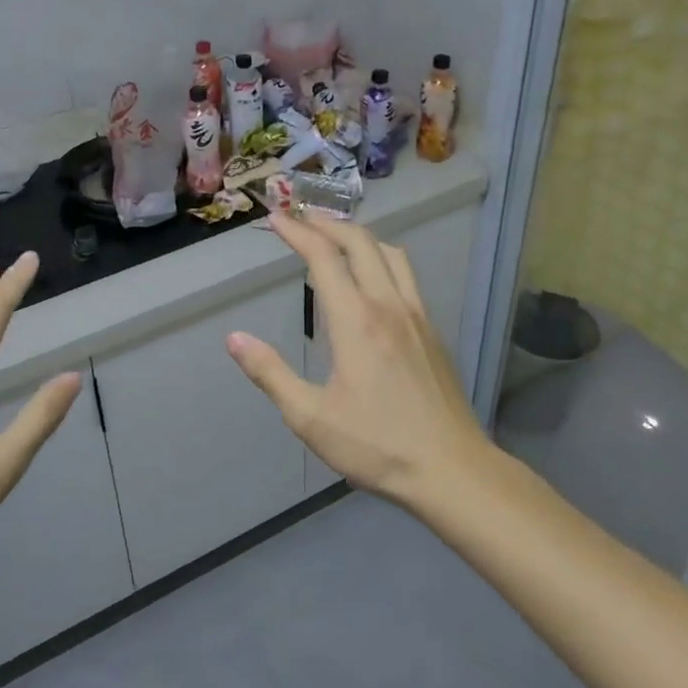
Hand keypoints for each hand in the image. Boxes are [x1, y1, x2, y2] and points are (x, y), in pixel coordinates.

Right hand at [225, 213, 489, 504]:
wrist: (452, 470)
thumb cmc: (377, 446)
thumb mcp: (311, 418)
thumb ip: (270, 374)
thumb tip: (234, 339)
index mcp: (356, 320)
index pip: (323, 257)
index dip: (298, 232)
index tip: (277, 218)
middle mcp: (388, 305)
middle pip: (360, 242)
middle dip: (328, 223)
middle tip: (301, 217)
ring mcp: (417, 315)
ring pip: (390, 253)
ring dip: (360, 236)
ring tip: (336, 238)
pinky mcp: (432, 331)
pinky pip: (406, 275)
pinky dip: (382, 258)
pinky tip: (373, 278)